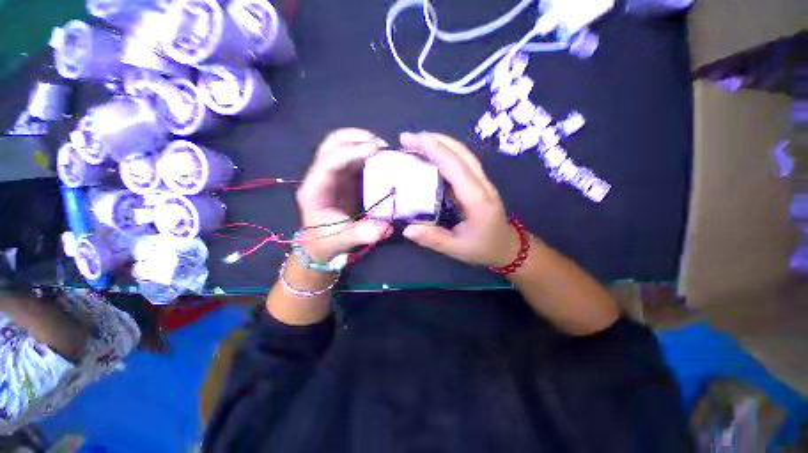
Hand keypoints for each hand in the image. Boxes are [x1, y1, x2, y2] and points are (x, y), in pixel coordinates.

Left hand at [296, 128, 392, 261]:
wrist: (322, 242)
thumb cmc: (327, 240)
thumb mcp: (343, 240)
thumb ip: (362, 234)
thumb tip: (386, 226)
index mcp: (315, 189)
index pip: (329, 161)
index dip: (351, 152)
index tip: (376, 151)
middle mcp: (321, 176)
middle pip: (332, 144)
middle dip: (356, 137)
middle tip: (382, 145)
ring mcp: (333, 174)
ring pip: (343, 146)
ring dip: (364, 142)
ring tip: (386, 150)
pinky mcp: (345, 177)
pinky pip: (355, 158)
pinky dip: (368, 153)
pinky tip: (383, 159)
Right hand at [400, 132, 519, 266]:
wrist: (507, 246)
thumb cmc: (483, 248)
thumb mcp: (457, 249)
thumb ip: (433, 239)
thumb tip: (407, 229)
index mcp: (477, 200)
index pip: (457, 169)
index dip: (437, 152)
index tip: (416, 140)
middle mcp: (482, 184)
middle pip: (461, 153)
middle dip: (435, 141)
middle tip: (407, 138)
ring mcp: (482, 181)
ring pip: (463, 154)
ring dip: (440, 143)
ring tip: (416, 141)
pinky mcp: (479, 182)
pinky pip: (462, 162)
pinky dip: (445, 153)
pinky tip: (430, 155)